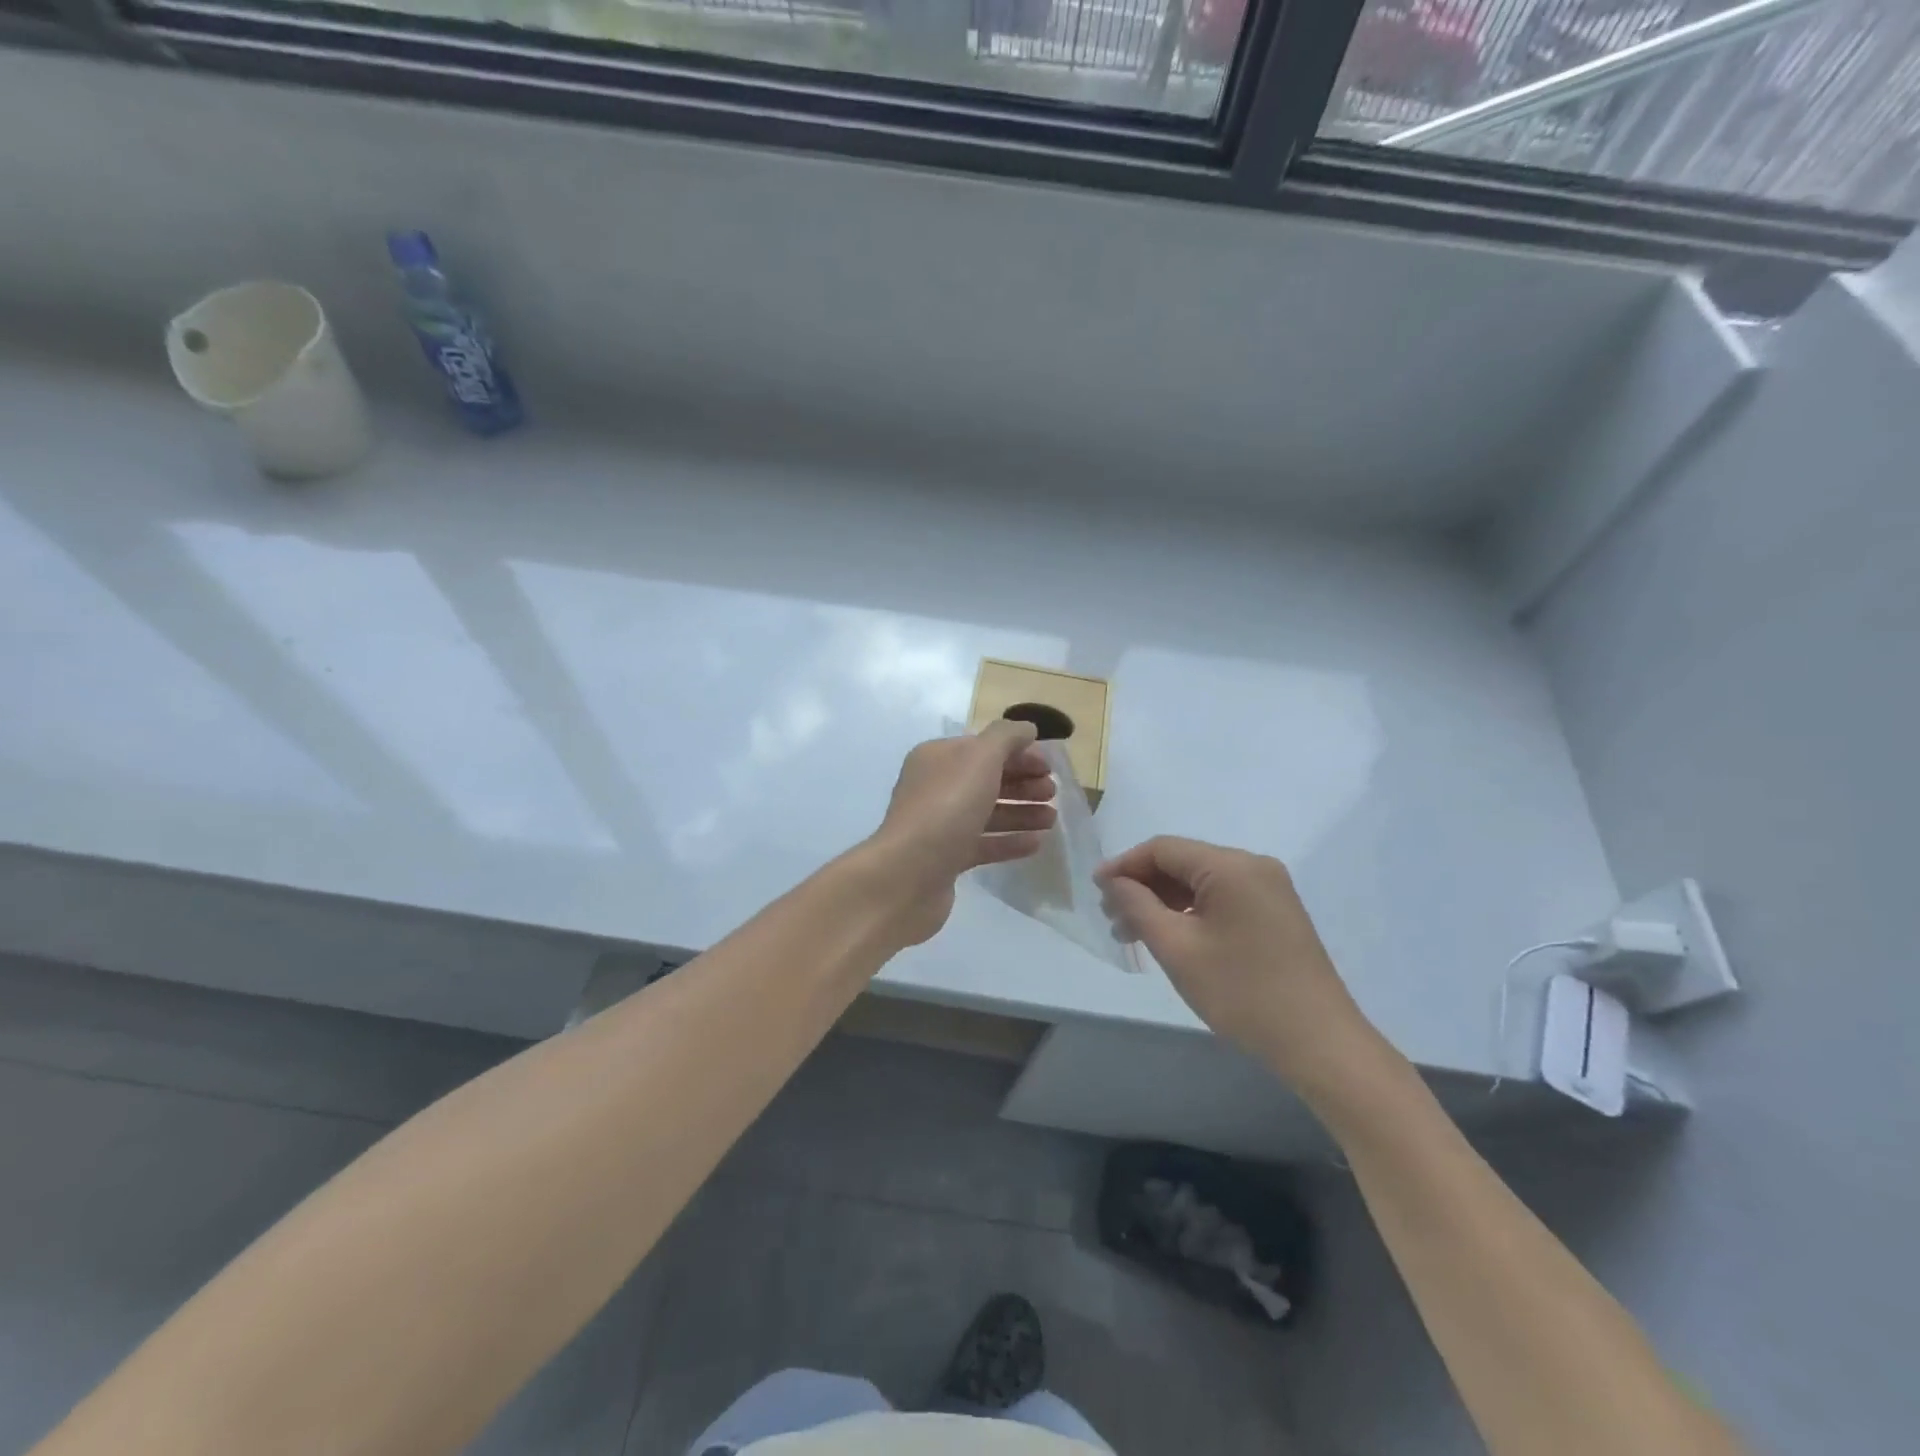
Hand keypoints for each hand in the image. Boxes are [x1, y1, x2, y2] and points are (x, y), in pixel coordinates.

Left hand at [864, 721, 1057, 946]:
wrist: (909, 873)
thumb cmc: (947, 806)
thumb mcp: (980, 758)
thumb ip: (1006, 737)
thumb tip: (1026, 728)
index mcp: (937, 758)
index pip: (983, 747)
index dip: (1018, 753)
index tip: (1049, 767)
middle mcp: (935, 787)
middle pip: (986, 779)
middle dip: (1022, 783)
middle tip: (1053, 793)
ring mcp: (939, 824)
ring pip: (987, 812)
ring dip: (1021, 812)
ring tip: (1052, 819)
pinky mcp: (945, 858)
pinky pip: (983, 844)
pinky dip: (1009, 841)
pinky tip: (1036, 844)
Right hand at [1096, 837, 1382, 1094]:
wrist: (1320, 1044)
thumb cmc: (1242, 993)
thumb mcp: (1177, 948)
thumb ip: (1138, 906)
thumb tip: (1113, 881)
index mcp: (1231, 866)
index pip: (1163, 849)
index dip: (1124, 866)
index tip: (1095, 891)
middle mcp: (1253, 866)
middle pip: (1182, 862)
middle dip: (1143, 886)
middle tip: (1112, 920)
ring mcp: (1270, 889)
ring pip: (1201, 882)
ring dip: (1164, 902)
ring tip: (1133, 935)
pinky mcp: (1276, 913)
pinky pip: (1222, 898)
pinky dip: (1191, 912)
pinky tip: (1171, 938)